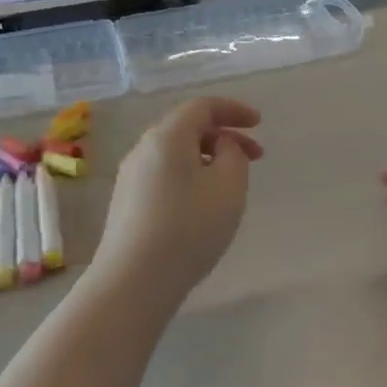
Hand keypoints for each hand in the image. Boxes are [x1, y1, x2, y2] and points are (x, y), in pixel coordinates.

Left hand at [92, 97, 263, 308]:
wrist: (135, 279)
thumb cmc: (189, 228)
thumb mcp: (229, 187)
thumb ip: (234, 155)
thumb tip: (221, 146)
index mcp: (167, 137)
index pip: (202, 107)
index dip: (234, 110)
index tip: (259, 123)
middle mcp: (143, 149)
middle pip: (186, 128)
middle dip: (224, 136)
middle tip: (254, 157)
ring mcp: (130, 177)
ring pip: (175, 154)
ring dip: (207, 158)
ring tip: (231, 183)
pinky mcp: (127, 203)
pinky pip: (164, 175)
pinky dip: (190, 176)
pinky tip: (203, 204)